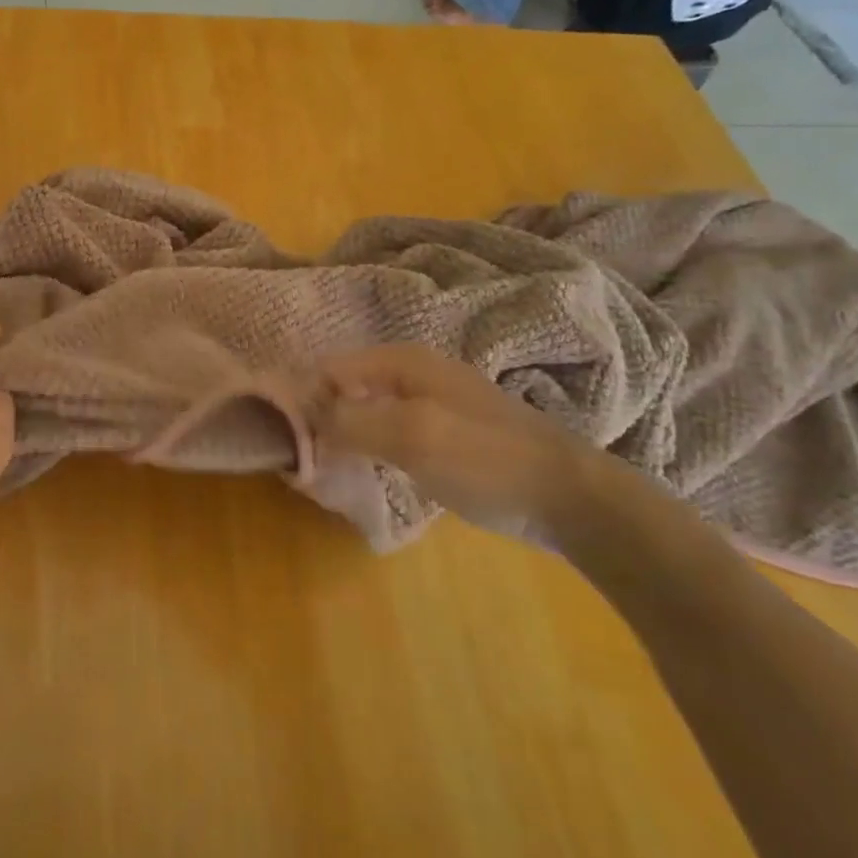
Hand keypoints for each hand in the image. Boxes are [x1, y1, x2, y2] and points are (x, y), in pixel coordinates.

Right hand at [310, 345, 614, 544]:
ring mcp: (428, 401)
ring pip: (363, 410)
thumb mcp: (412, 436)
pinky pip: (386, 430)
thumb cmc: (487, 457)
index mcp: (400, 360)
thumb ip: (350, 423)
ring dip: (342, 435)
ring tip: (323, 468)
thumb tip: (302, 420)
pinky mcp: (441, 431)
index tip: (288, 441)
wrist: (570, 496)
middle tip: (303, 459)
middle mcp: (410, 371)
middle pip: (343, 388)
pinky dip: (367, 447)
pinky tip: (362, 471)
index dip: (305, 401)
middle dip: (320, 418)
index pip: (328, 370)